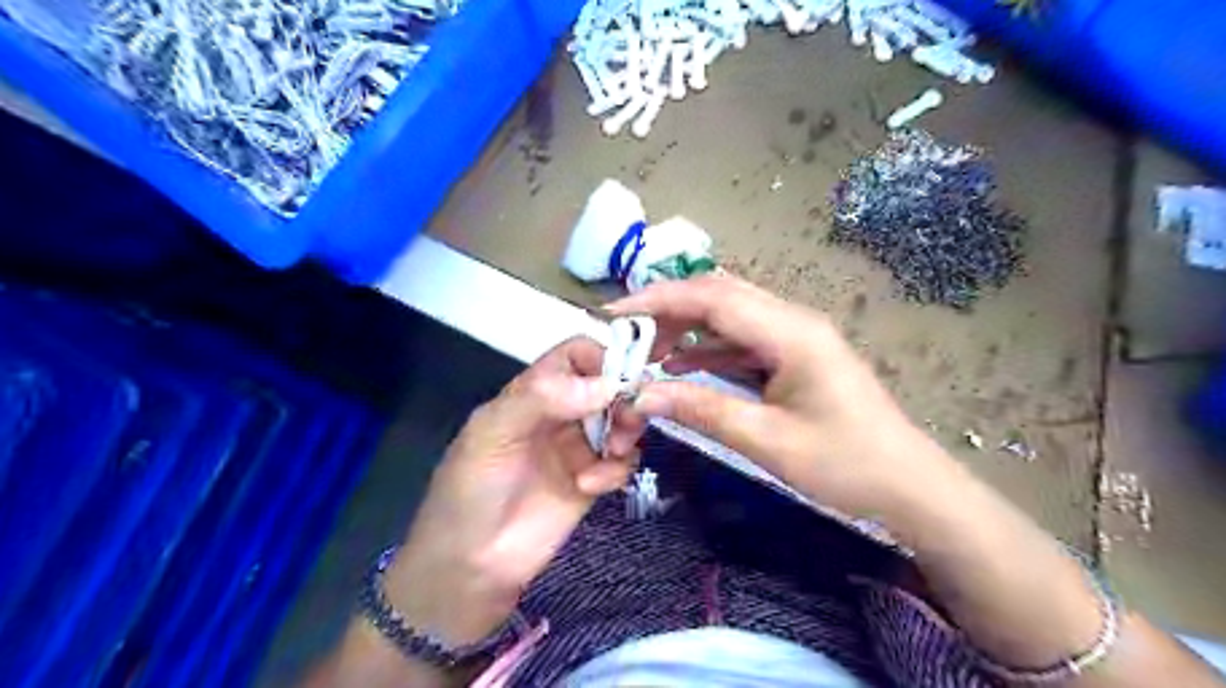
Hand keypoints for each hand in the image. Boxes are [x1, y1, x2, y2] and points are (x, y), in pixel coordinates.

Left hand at [384, 336, 650, 646]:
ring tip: (611, 452)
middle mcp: (560, 414)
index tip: (620, 379)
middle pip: (608, 386)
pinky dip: (616, 469)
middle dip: (623, 398)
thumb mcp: (492, 433)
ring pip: (622, 421)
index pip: (576, 355)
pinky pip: (622, 461)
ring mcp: (578, 448)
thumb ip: (541, 398)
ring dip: (625, 431)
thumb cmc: (470, 489)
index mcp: (532, 393)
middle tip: (625, 421)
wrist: (469, 565)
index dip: (602, 358)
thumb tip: (607, 384)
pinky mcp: (592, 481)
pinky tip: (591, 486)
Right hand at [605, 275, 944, 520]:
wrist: (909, 484)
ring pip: (730, 316)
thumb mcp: (767, 440)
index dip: (659, 299)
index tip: (615, 313)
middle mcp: (792, 321)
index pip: (712, 298)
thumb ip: (702, 409)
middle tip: (625, 333)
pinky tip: (682, 366)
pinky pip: (742, 341)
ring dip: (687, 328)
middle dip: (668, 308)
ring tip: (645, 352)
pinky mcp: (794, 357)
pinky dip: (708, 349)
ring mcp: (795, 337)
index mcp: (790, 332)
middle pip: (720, 296)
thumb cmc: (844, 463)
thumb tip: (642, 395)